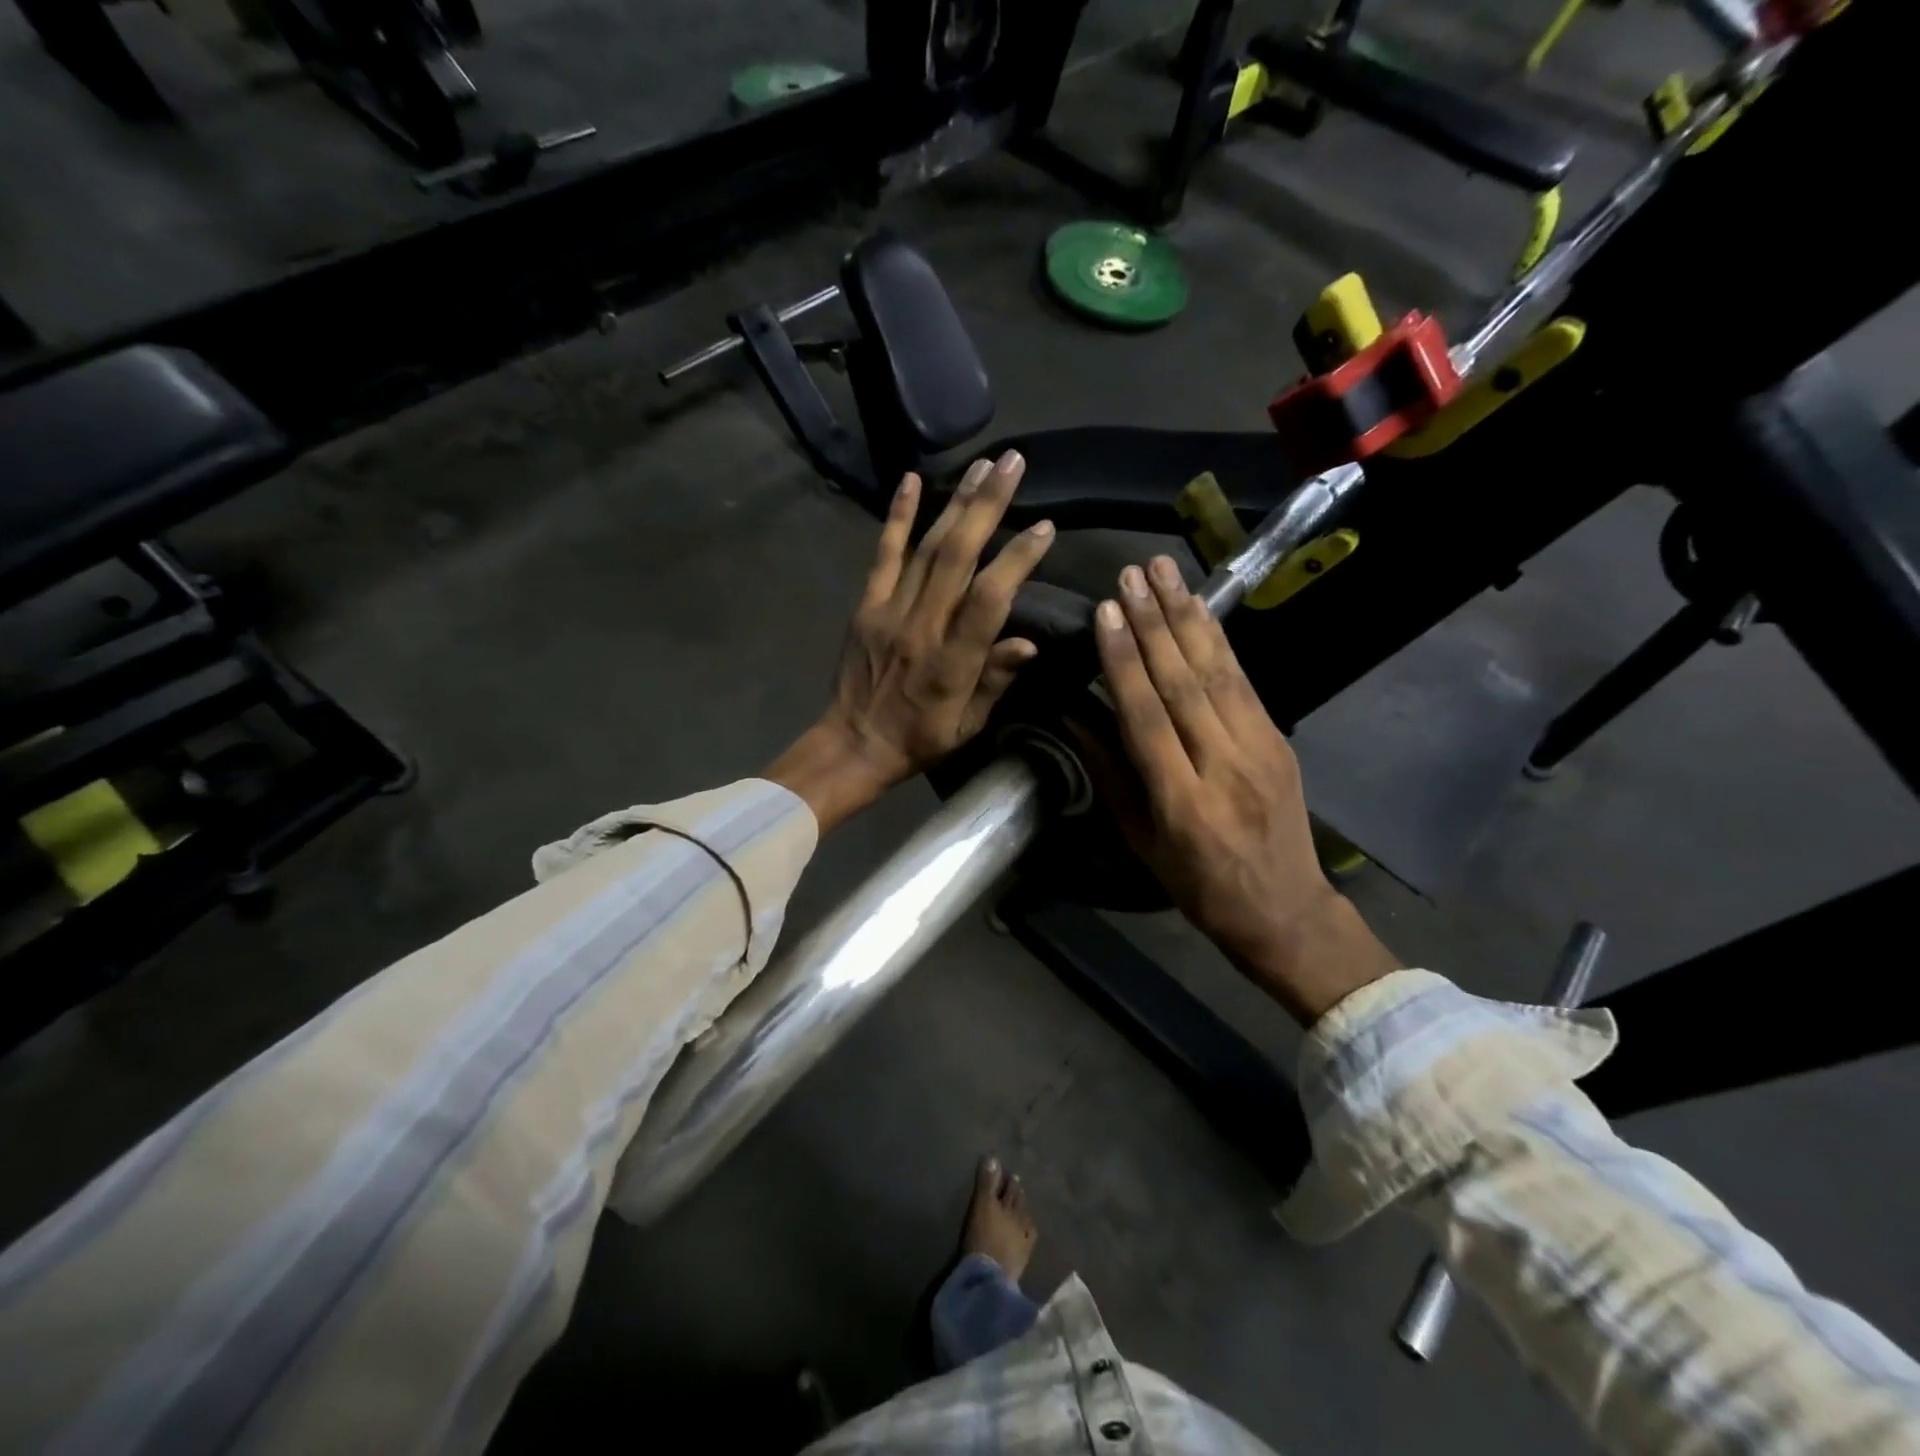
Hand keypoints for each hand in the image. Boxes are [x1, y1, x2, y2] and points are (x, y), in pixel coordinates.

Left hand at [767, 452, 1054, 830]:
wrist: (852, 745)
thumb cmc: (919, 740)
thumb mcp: (967, 726)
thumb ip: (995, 681)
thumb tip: (1029, 642)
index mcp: (952, 662)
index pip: (990, 599)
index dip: (1017, 560)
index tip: (1045, 526)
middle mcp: (922, 627)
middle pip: (957, 556)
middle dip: (988, 506)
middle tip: (1013, 464)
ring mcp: (890, 611)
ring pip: (927, 548)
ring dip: (956, 502)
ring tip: (983, 464)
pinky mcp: (867, 605)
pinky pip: (884, 555)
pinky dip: (898, 517)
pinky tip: (911, 480)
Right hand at [1091, 555, 1398, 1023]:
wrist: (1284, 909)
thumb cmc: (1197, 885)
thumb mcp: (1140, 841)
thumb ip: (1109, 773)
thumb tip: (1073, 714)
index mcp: (1182, 802)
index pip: (1147, 717)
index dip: (1124, 661)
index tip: (1105, 613)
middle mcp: (1224, 766)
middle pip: (1184, 683)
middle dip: (1153, 622)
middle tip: (1130, 574)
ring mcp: (1260, 748)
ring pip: (1218, 672)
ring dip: (1188, 616)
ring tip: (1163, 571)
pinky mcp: (1279, 739)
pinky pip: (1244, 681)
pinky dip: (1218, 640)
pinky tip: (1199, 608)